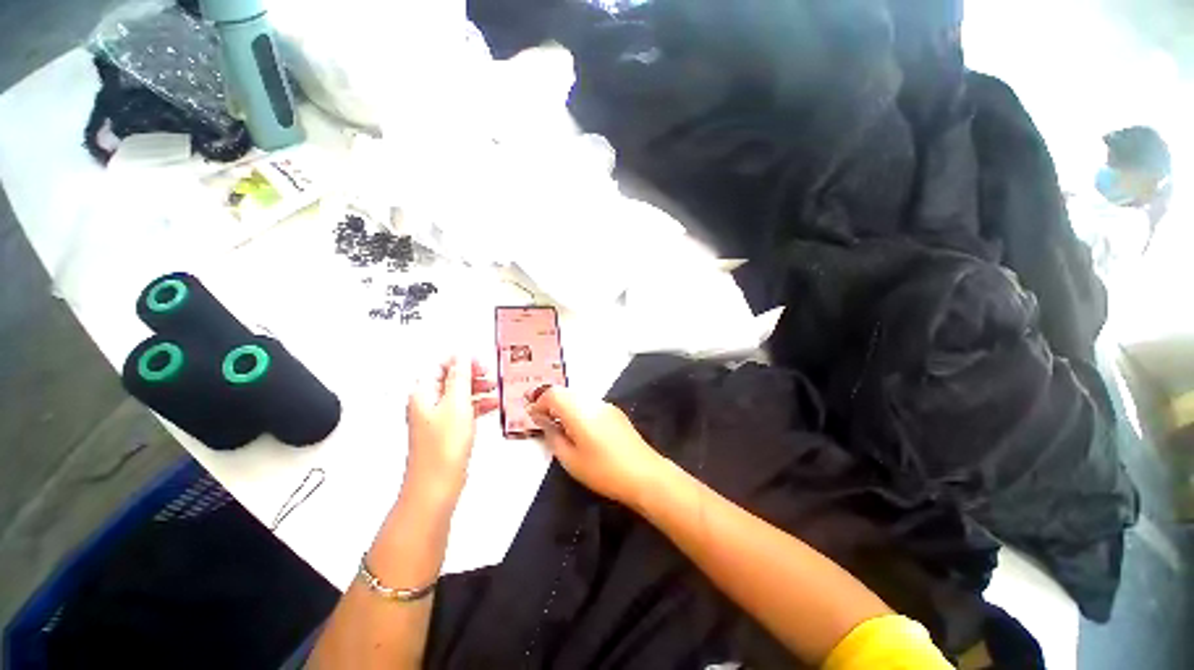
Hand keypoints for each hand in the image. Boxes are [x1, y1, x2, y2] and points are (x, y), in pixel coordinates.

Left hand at [404, 358, 498, 504]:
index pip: (440, 365)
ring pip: (458, 394)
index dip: (460, 360)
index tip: (478, 361)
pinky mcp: (445, 430)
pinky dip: (476, 404)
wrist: (437, 484)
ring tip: (492, 389)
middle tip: (487, 374)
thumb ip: (460, 377)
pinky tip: (490, 406)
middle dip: (470, 374)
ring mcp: (436, 418)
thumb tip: (461, 356)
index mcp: (423, 393)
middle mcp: (426, 403)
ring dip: (476, 389)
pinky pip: (462, 409)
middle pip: (449, 378)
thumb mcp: (457, 403)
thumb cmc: (442, 448)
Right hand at [527, 386, 664, 506]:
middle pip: (566, 393)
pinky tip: (580, 429)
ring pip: (579, 398)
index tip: (532, 415)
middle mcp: (593, 402)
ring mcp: (607, 406)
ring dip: (566, 406)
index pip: (553, 394)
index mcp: (579, 410)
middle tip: (543, 420)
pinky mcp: (616, 413)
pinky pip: (591, 405)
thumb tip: (545, 423)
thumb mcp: (571, 460)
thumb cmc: (603, 471)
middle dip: (551, 403)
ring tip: (560, 427)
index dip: (539, 401)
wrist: (644, 474)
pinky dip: (579, 411)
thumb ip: (554, 437)